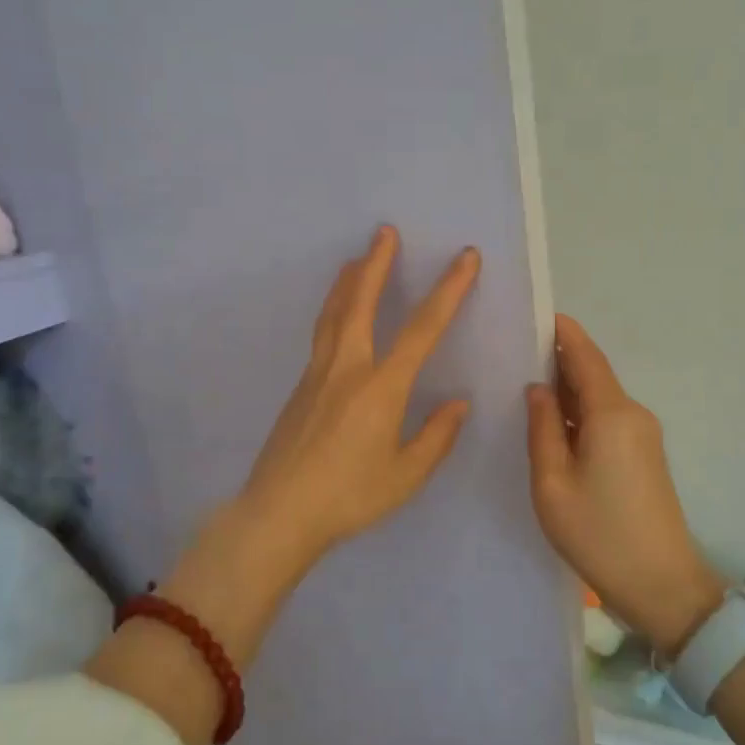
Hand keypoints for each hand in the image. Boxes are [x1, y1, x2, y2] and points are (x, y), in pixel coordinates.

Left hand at [236, 225, 479, 560]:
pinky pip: (321, 334)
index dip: (448, 290)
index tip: (464, 258)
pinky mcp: (300, 387)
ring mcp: (317, 374)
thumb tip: (458, 402)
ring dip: (347, 281)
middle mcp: (347, 368)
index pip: (422, 329)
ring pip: (333, 314)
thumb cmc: (349, 496)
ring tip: (356, 258)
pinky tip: (337, 315)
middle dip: (376, 264)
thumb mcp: (405, 475)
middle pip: (360, 303)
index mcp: (381, 387)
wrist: (279, 512)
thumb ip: (436, 436)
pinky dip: (333, 310)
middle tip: (384, 231)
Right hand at [527, 315, 725, 653]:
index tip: (534, 314)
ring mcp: (643, 435)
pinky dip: (580, 412)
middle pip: (593, 373)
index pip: (586, 356)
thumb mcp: (553, 483)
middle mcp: (633, 414)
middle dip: (558, 359)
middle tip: (514, 351)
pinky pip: (607, 418)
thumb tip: (538, 388)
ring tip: (524, 383)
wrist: (662, 585)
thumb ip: (543, 428)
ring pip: (599, 397)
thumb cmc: (599, 534)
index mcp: (611, 414)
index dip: (562, 332)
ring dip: (568, 388)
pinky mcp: (644, 454)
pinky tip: (553, 422)